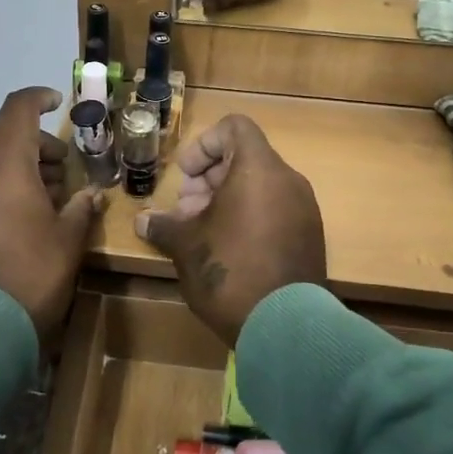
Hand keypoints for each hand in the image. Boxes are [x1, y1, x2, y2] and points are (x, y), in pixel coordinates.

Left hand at [0, 88, 103, 342]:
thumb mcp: (69, 239)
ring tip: (46, 196)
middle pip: (3, 135)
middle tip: (63, 167)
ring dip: (17, 166)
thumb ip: (81, 208)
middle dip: (35, 143)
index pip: (18, 109)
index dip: (39, 99)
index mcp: (5, 161)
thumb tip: (92, 195)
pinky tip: (19, 217)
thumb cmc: (32, 272)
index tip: (58, 103)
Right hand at [133, 115, 325, 342]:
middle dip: (209, 178)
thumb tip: (143, 222)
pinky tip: (227, 249)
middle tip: (185, 211)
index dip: (204, 144)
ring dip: (226, 200)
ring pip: (260, 186)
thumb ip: (164, 226)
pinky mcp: (310, 236)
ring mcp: (304, 209)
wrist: (285, 326)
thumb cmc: (229, 271)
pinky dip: (249, 216)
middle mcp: (287, 180)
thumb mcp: (185, 246)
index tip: (186, 176)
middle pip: (245, 157)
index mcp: (259, 169)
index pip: (234, 127)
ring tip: (201, 232)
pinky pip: (276, 209)